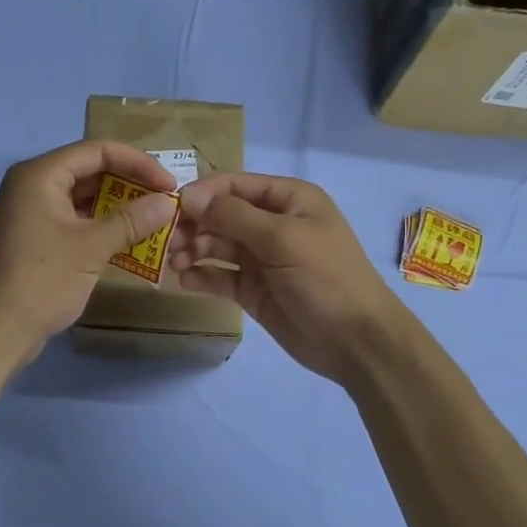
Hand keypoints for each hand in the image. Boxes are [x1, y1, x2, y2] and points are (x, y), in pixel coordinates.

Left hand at [0, 140, 180, 366]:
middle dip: (129, 184)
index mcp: (40, 175)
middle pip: (90, 170)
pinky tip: (128, 241)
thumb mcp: (90, 248)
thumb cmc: (41, 280)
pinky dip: (100, 226)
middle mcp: (33, 185)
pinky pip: (74, 219)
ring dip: (118, 207)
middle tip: (164, 203)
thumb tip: (169, 203)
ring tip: (152, 221)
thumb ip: (131, 220)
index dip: (138, 163)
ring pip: (83, 197)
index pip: (97, 150)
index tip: (169, 185)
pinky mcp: (35, 237)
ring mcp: (32, 212)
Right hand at [168, 172, 405, 384]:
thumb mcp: (282, 239)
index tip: (174, 210)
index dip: (203, 194)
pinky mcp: (253, 289)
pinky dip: (201, 276)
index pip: (234, 185)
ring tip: (177, 265)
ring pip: (216, 245)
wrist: (356, 341)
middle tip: (170, 243)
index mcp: (287, 199)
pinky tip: (187, 282)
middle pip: (221, 215)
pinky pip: (219, 276)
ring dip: (193, 251)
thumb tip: (189, 197)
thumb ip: (234, 216)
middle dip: (194, 225)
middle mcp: (272, 224)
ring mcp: (261, 258)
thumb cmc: (325, 278)